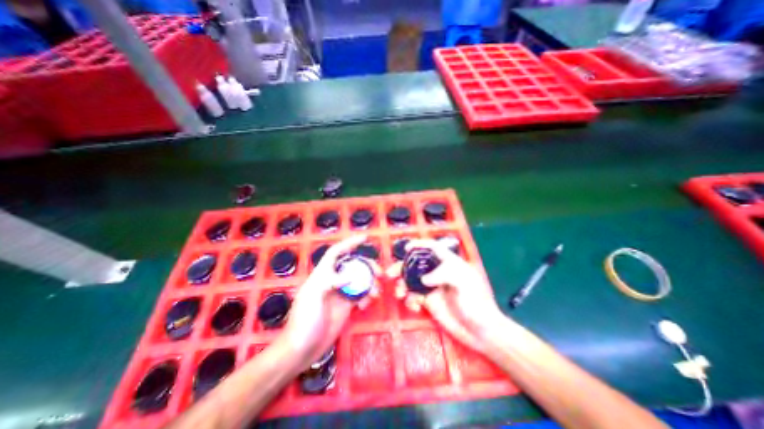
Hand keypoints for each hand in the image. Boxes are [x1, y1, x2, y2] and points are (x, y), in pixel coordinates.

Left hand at [279, 237, 378, 366]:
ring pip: (359, 280)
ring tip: (376, 292)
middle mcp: (333, 281)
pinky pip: (360, 295)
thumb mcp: (313, 297)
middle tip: (379, 273)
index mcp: (322, 274)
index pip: (336, 253)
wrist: (301, 349)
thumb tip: (352, 275)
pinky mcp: (346, 306)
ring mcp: (340, 294)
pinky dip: (366, 297)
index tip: (364, 238)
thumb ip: (330, 282)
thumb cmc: (304, 321)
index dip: (349, 244)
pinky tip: (366, 305)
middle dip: (367, 266)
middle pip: (353, 265)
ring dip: (370, 283)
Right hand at [386, 240, 505, 352]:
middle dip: (402, 267)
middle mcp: (439, 273)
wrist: (481, 332)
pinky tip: (413, 306)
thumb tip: (423, 279)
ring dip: (402, 285)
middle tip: (389, 274)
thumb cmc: (477, 303)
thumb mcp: (464, 282)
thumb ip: (443, 274)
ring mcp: (434, 288)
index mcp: (450, 263)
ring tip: (399, 293)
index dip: (420, 245)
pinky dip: (410, 299)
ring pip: (412, 280)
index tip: (406, 248)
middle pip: (417, 264)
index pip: (434, 248)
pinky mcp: (430, 302)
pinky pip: (414, 296)